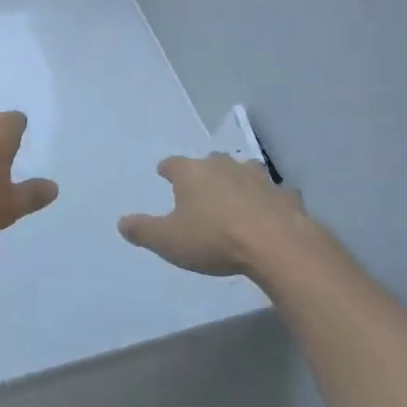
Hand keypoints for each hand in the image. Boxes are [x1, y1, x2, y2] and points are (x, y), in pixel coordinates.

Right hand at [118, 153, 316, 276]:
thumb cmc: (213, 239)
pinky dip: (268, 199)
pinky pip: (273, 193)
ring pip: (244, 170)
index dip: (167, 169)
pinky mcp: (284, 195)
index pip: (173, 164)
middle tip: (199, 185)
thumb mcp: (167, 240)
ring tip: (234, 193)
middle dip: (204, 171)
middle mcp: (224, 167)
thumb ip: (143, 231)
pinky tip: (268, 210)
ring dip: (237, 179)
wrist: (275, 244)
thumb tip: (122, 223)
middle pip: (210, 161)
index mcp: (192, 174)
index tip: (163, 173)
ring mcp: (258, 178)